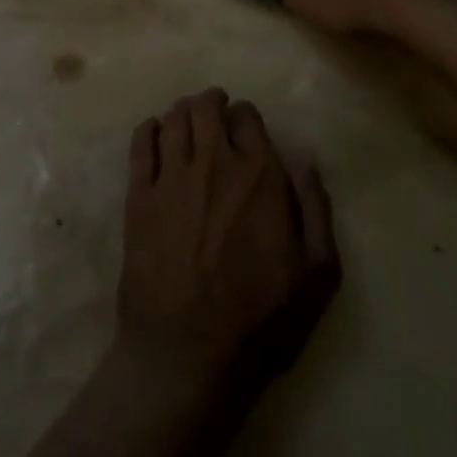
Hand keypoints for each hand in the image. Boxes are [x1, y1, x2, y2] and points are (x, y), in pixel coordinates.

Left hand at [115, 90, 339, 397]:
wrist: (188, 354)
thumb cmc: (261, 320)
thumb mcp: (318, 274)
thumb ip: (315, 209)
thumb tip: (306, 160)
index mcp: (260, 176)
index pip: (248, 118)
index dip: (246, 116)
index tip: (245, 124)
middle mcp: (214, 164)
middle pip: (205, 109)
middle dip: (211, 103)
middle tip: (213, 110)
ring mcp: (171, 178)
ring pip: (172, 120)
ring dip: (181, 111)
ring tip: (185, 117)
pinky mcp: (138, 197)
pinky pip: (140, 145)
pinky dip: (147, 129)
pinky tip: (153, 131)